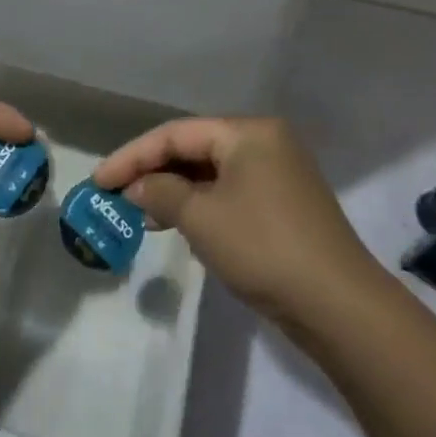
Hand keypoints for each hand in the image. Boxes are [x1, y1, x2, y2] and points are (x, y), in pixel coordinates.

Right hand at [93, 117, 380, 330]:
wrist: (337, 304)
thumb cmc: (262, 247)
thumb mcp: (202, 218)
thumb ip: (162, 193)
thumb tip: (137, 187)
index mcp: (248, 132)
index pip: (176, 134)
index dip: (132, 156)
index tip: (98, 181)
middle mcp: (265, 142)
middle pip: (195, 149)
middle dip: (153, 172)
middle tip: (116, 196)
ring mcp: (278, 174)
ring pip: (212, 173)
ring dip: (175, 192)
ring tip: (142, 216)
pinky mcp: (283, 205)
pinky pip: (230, 193)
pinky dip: (202, 206)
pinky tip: (180, 226)